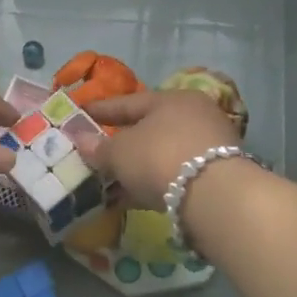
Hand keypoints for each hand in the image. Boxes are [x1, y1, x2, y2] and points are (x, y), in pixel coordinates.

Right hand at [76, 90, 240, 209]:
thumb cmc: (159, 157)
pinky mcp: (216, 176)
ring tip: (110, 181)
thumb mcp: (120, 152)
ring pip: (162, 154)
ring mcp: (209, 146)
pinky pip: (173, 175)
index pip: (128, 102)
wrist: (215, 196)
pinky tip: (131, 198)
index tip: (80, 113)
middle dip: (121, 141)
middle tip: (97, 150)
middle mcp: (194, 116)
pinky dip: (152, 183)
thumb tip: (80, 139)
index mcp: (172, 99)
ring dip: (137, 167)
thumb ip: (98, 147)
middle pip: (149, 128)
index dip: (101, 109)